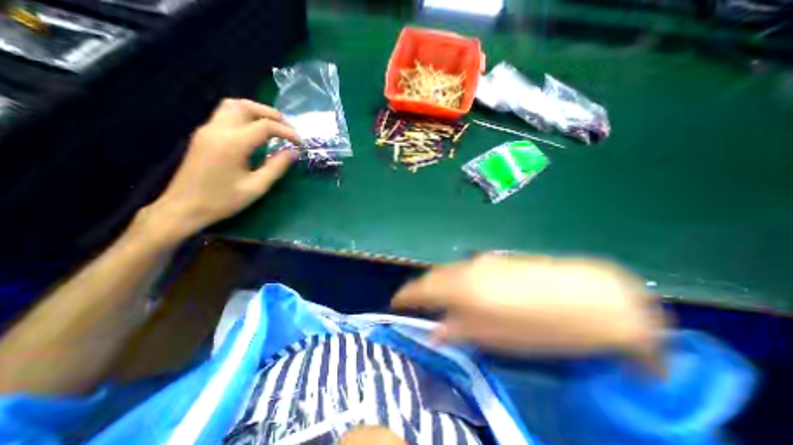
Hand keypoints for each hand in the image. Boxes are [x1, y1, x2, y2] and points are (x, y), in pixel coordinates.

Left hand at [145, 99, 301, 237]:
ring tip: (275, 126)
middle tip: (289, 129)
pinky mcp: (204, 135)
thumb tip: (294, 152)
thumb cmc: (223, 200)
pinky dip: (246, 116)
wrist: (183, 208)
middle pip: (247, 107)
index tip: (300, 143)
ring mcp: (207, 130)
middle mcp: (218, 129)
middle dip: (272, 115)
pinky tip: (256, 132)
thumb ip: (277, 167)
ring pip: (233, 106)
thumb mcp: (257, 187)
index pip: (265, 126)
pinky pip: (226, 115)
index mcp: (232, 143)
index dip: (287, 132)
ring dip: (257, 111)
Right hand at [393, 256, 663, 365]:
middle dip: (423, 290)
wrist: (590, 297)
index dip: (406, 295)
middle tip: (418, 305)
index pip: (421, 287)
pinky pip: (466, 270)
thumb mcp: (495, 337)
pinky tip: (467, 293)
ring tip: (441, 301)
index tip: (395, 302)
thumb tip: (435, 332)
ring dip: (441, 285)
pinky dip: (458, 281)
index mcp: (462, 287)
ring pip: (451, 272)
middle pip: (434, 276)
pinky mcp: (497, 259)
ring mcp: (483, 260)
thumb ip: (459, 331)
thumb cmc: (540, 326)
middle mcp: (467, 267)